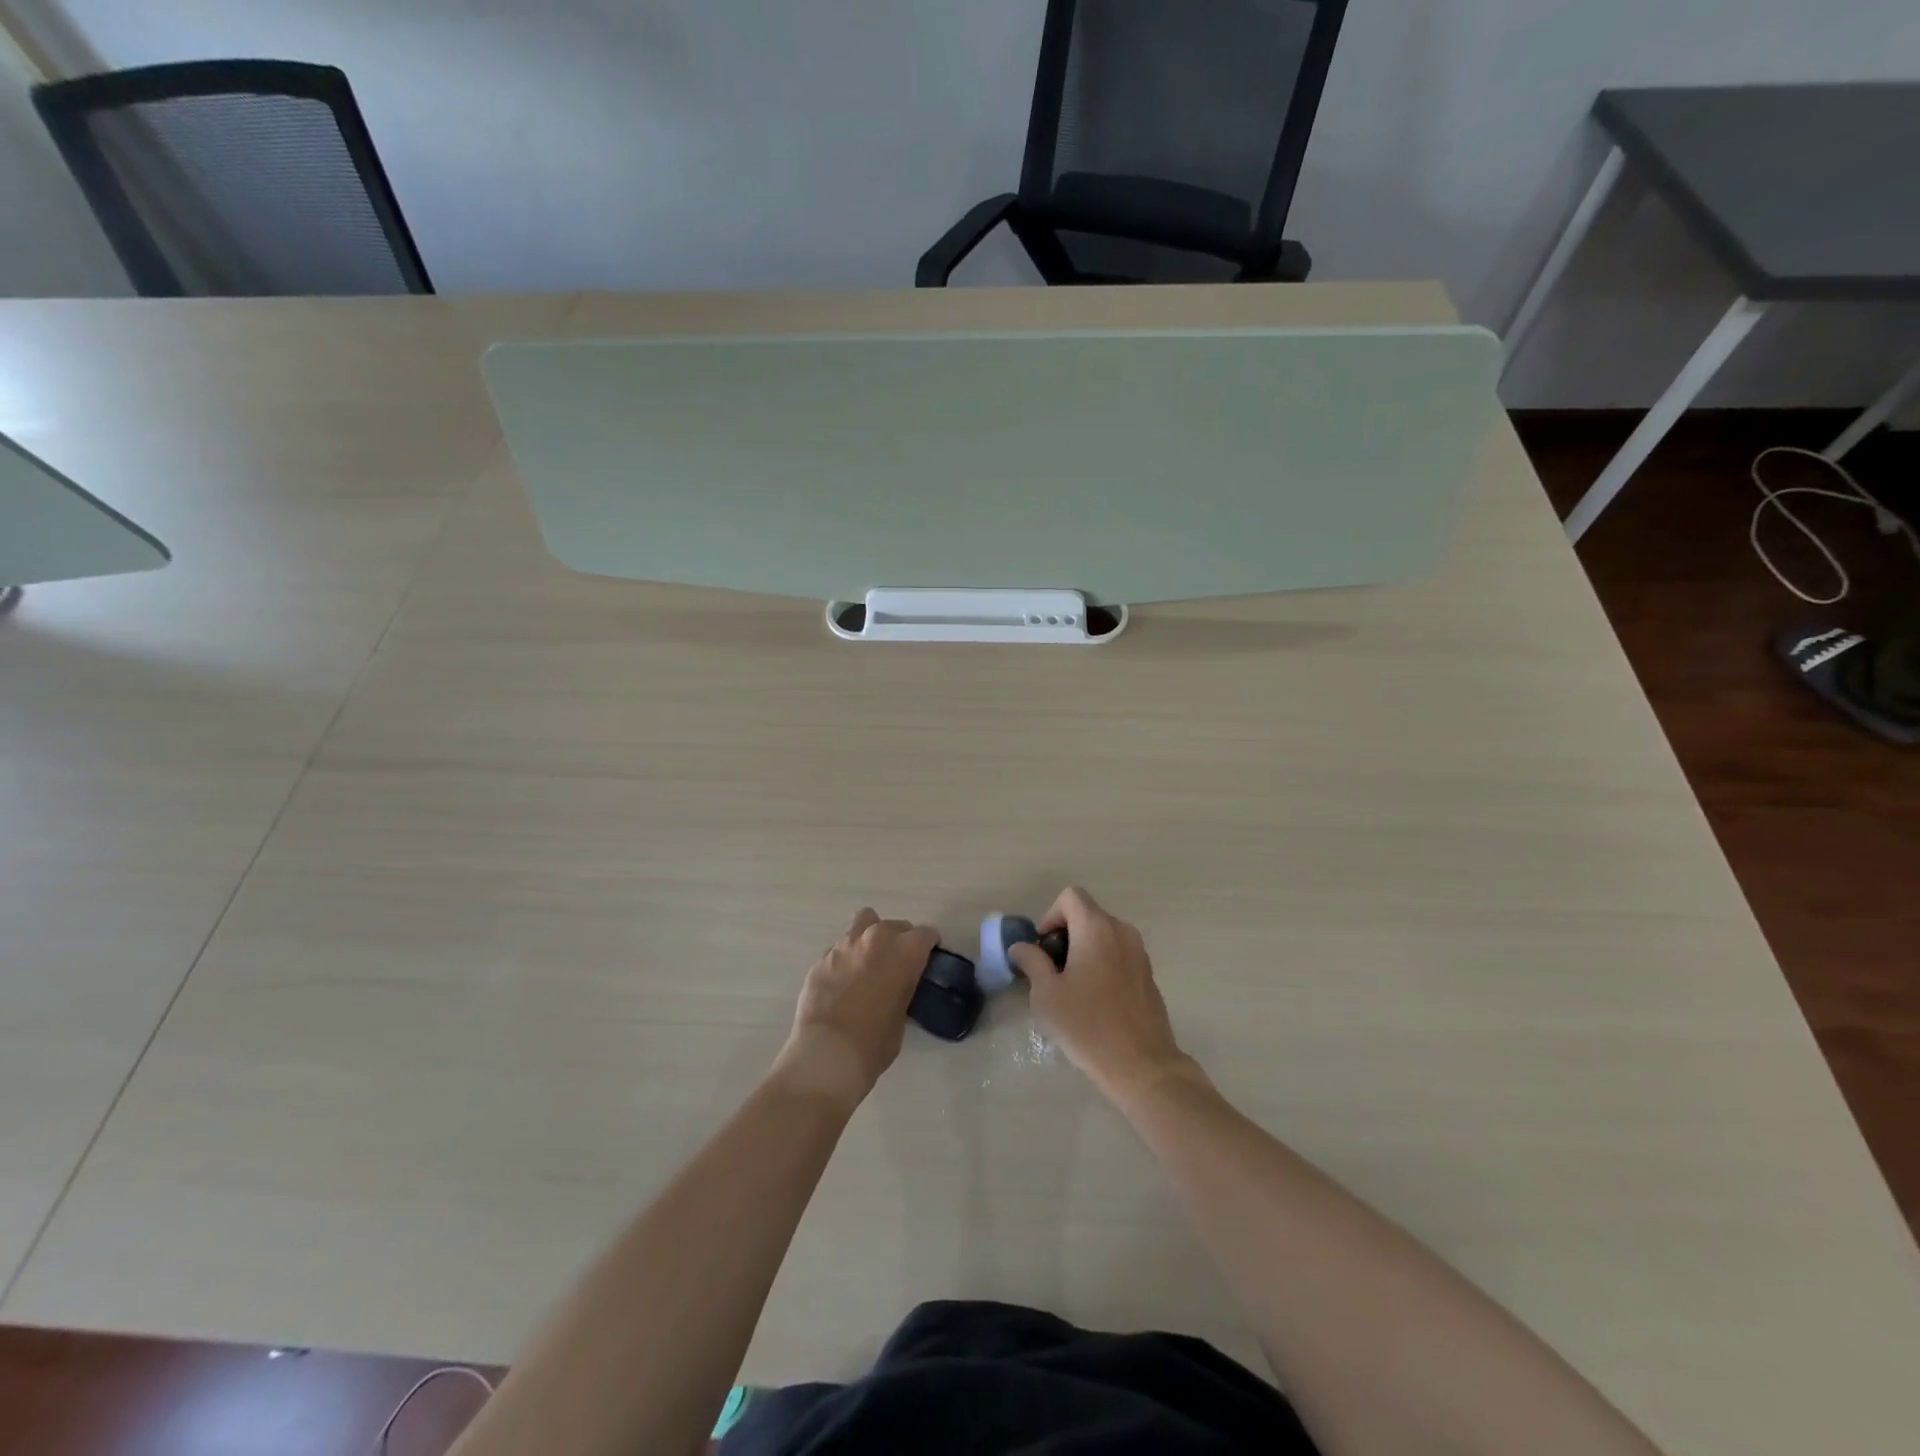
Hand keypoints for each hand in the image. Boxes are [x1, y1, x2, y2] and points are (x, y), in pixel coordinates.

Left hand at [777, 908, 938, 1109]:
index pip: (925, 935)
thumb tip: (896, 988)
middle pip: (895, 925)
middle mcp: (876, 938)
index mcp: (904, 951)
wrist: (827, 1054)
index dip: (928, 946)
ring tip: (868, 962)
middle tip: (898, 963)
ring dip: (870, 938)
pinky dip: (846, 958)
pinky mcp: (821, 959)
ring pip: (863, 924)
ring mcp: (844, 946)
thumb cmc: (874, 1043)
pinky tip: (843, 981)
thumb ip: (902, 990)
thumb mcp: (902, 1016)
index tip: (927, 958)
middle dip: (900, 940)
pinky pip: (839, 948)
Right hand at [1010, 887, 1189, 1099]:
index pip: (1071, 896)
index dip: (1051, 916)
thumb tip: (1021, 947)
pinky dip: (1102, 962)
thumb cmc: (1087, 1026)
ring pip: (1104, 934)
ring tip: (1072, 986)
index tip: (1044, 949)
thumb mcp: (1047, 995)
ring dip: (1084, 949)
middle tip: (1052, 970)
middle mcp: (1121, 931)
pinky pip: (1119, 953)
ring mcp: (1139, 952)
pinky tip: (1095, 999)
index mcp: (1096, 928)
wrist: (1142, 1065)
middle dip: (1065, 934)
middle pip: (1087, 914)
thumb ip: (1032, 962)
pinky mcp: (1148, 973)